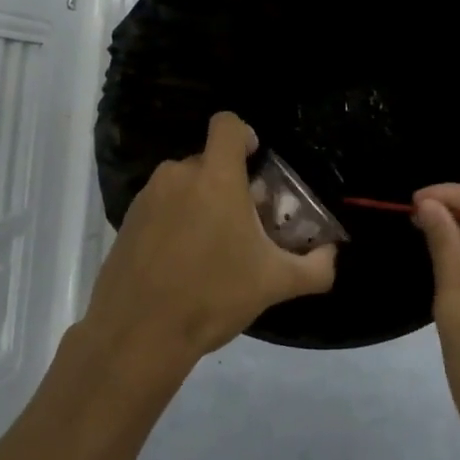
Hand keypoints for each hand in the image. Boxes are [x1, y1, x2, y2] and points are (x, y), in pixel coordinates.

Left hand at [87, 113, 337, 375]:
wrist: (138, 334)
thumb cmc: (213, 296)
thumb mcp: (275, 284)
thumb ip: (315, 267)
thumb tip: (332, 255)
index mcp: (216, 178)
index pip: (227, 124)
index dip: (245, 135)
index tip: (256, 162)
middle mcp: (178, 176)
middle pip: (209, 160)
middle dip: (230, 182)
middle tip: (245, 221)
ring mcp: (148, 197)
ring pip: (184, 184)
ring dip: (202, 201)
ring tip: (214, 245)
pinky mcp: (127, 221)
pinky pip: (161, 205)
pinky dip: (176, 219)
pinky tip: (183, 261)